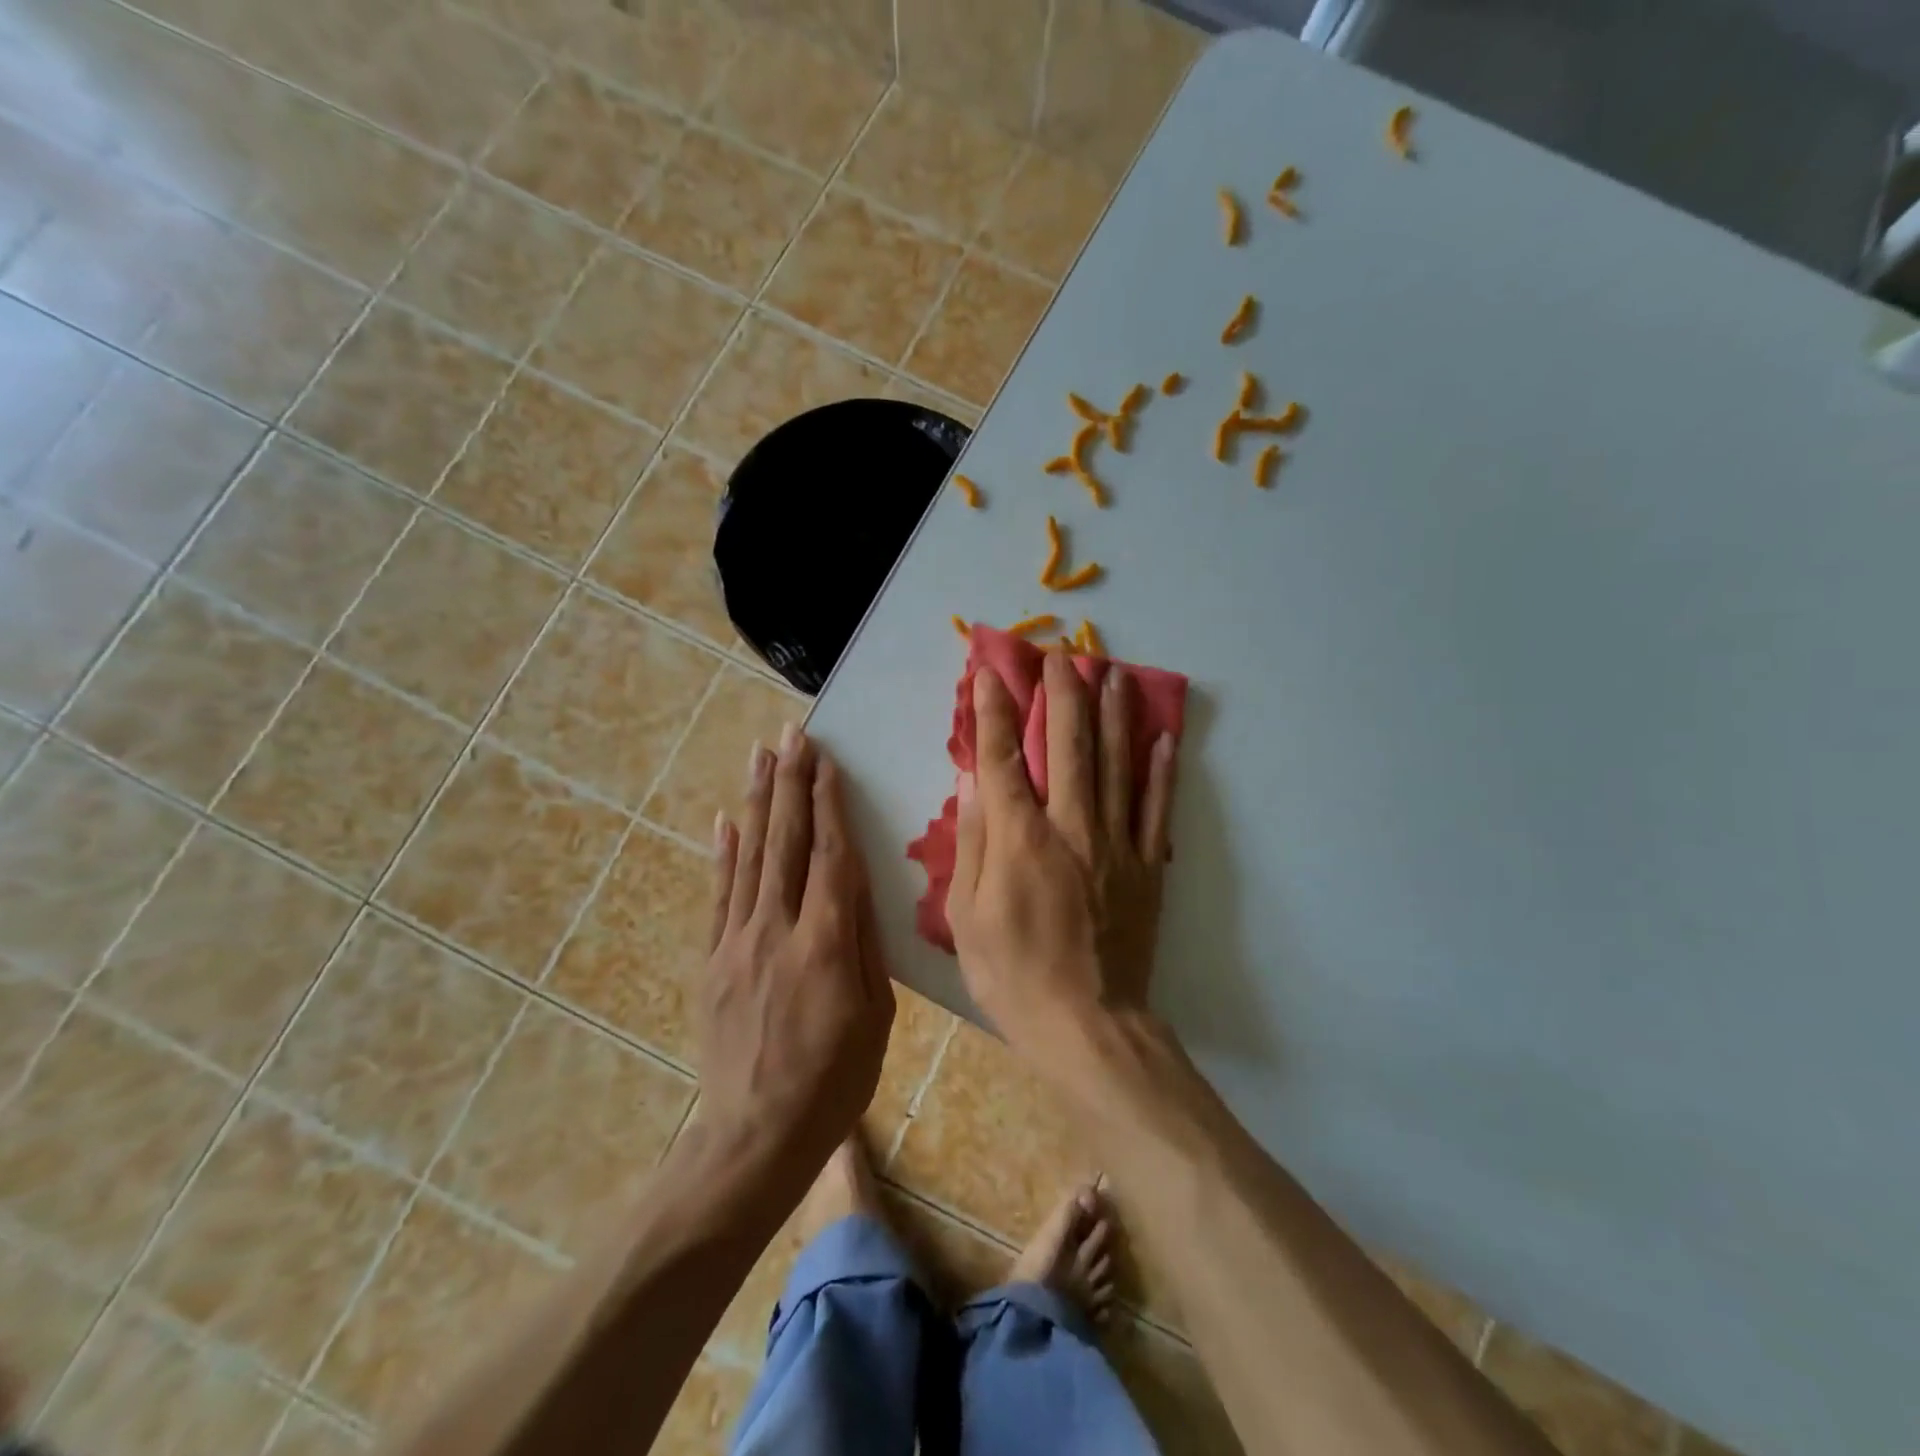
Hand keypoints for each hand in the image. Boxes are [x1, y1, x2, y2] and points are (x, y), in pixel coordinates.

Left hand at [698, 725, 893, 1172]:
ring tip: (760, 755)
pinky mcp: (713, 961)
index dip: (828, 803)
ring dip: (757, 801)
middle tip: (792, 734)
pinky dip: (723, 854)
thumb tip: (858, 885)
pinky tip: (725, 820)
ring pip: (750, 857)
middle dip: (790, 782)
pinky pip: (719, 896)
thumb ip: (864, 944)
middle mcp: (778, 929)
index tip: (826, 760)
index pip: (830, 855)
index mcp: (826, 943)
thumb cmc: (835, 1080)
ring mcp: (738, 942)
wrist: (755, 1137)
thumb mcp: (875, 1015)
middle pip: (785, 842)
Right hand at [946, 652, 1177, 1054]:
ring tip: (1113, 672)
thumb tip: (973, 784)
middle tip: (1062, 654)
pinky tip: (1163, 736)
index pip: (1003, 759)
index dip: (994, 711)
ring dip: (1113, 714)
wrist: (1089, 1026)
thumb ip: (973, 843)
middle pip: (1068, 747)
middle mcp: (1071, 828)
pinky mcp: (1148, 868)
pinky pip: (1157, 810)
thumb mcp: (967, 917)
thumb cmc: (1013, 976)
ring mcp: (1116, 845)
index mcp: (1020, 840)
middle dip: (1062, 694)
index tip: (990, 672)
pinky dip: (1161, 771)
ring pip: (1116, 765)